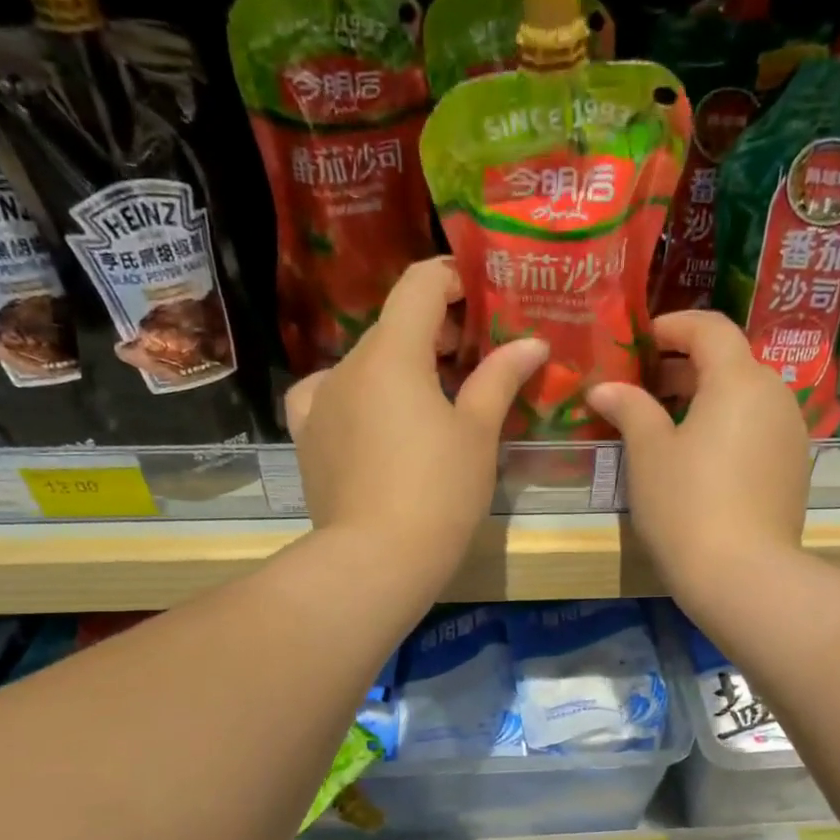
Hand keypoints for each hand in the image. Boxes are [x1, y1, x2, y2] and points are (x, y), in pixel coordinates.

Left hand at [285, 259, 548, 575]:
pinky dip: (360, 396)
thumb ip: (500, 378)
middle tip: (473, 362)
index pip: (419, 284)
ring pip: (366, 364)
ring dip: (401, 368)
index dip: (453, 279)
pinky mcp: (306, 436)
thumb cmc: (438, 493)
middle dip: (434, 332)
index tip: (482, 299)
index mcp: (392, 352)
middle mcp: (346, 364)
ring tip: (432, 404)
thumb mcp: (477, 434)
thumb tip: (532, 342)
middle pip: (394, 325)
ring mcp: (319, 400)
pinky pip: (331, 396)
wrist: (376, 560)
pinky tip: (376, 420)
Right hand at [588, 310, 807, 599]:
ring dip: (706, 398)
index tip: (642, 341)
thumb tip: (605, 388)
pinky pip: (757, 428)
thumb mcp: (648, 453)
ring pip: (746, 397)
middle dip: (686, 366)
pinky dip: (727, 426)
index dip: (673, 326)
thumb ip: (629, 408)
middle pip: (730, 361)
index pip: (710, 327)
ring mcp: (791, 433)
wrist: (743, 575)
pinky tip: (699, 458)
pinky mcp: (793, 468)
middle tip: (644, 387)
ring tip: (666, 424)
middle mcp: (775, 396)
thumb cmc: (686, 504)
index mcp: (739, 380)